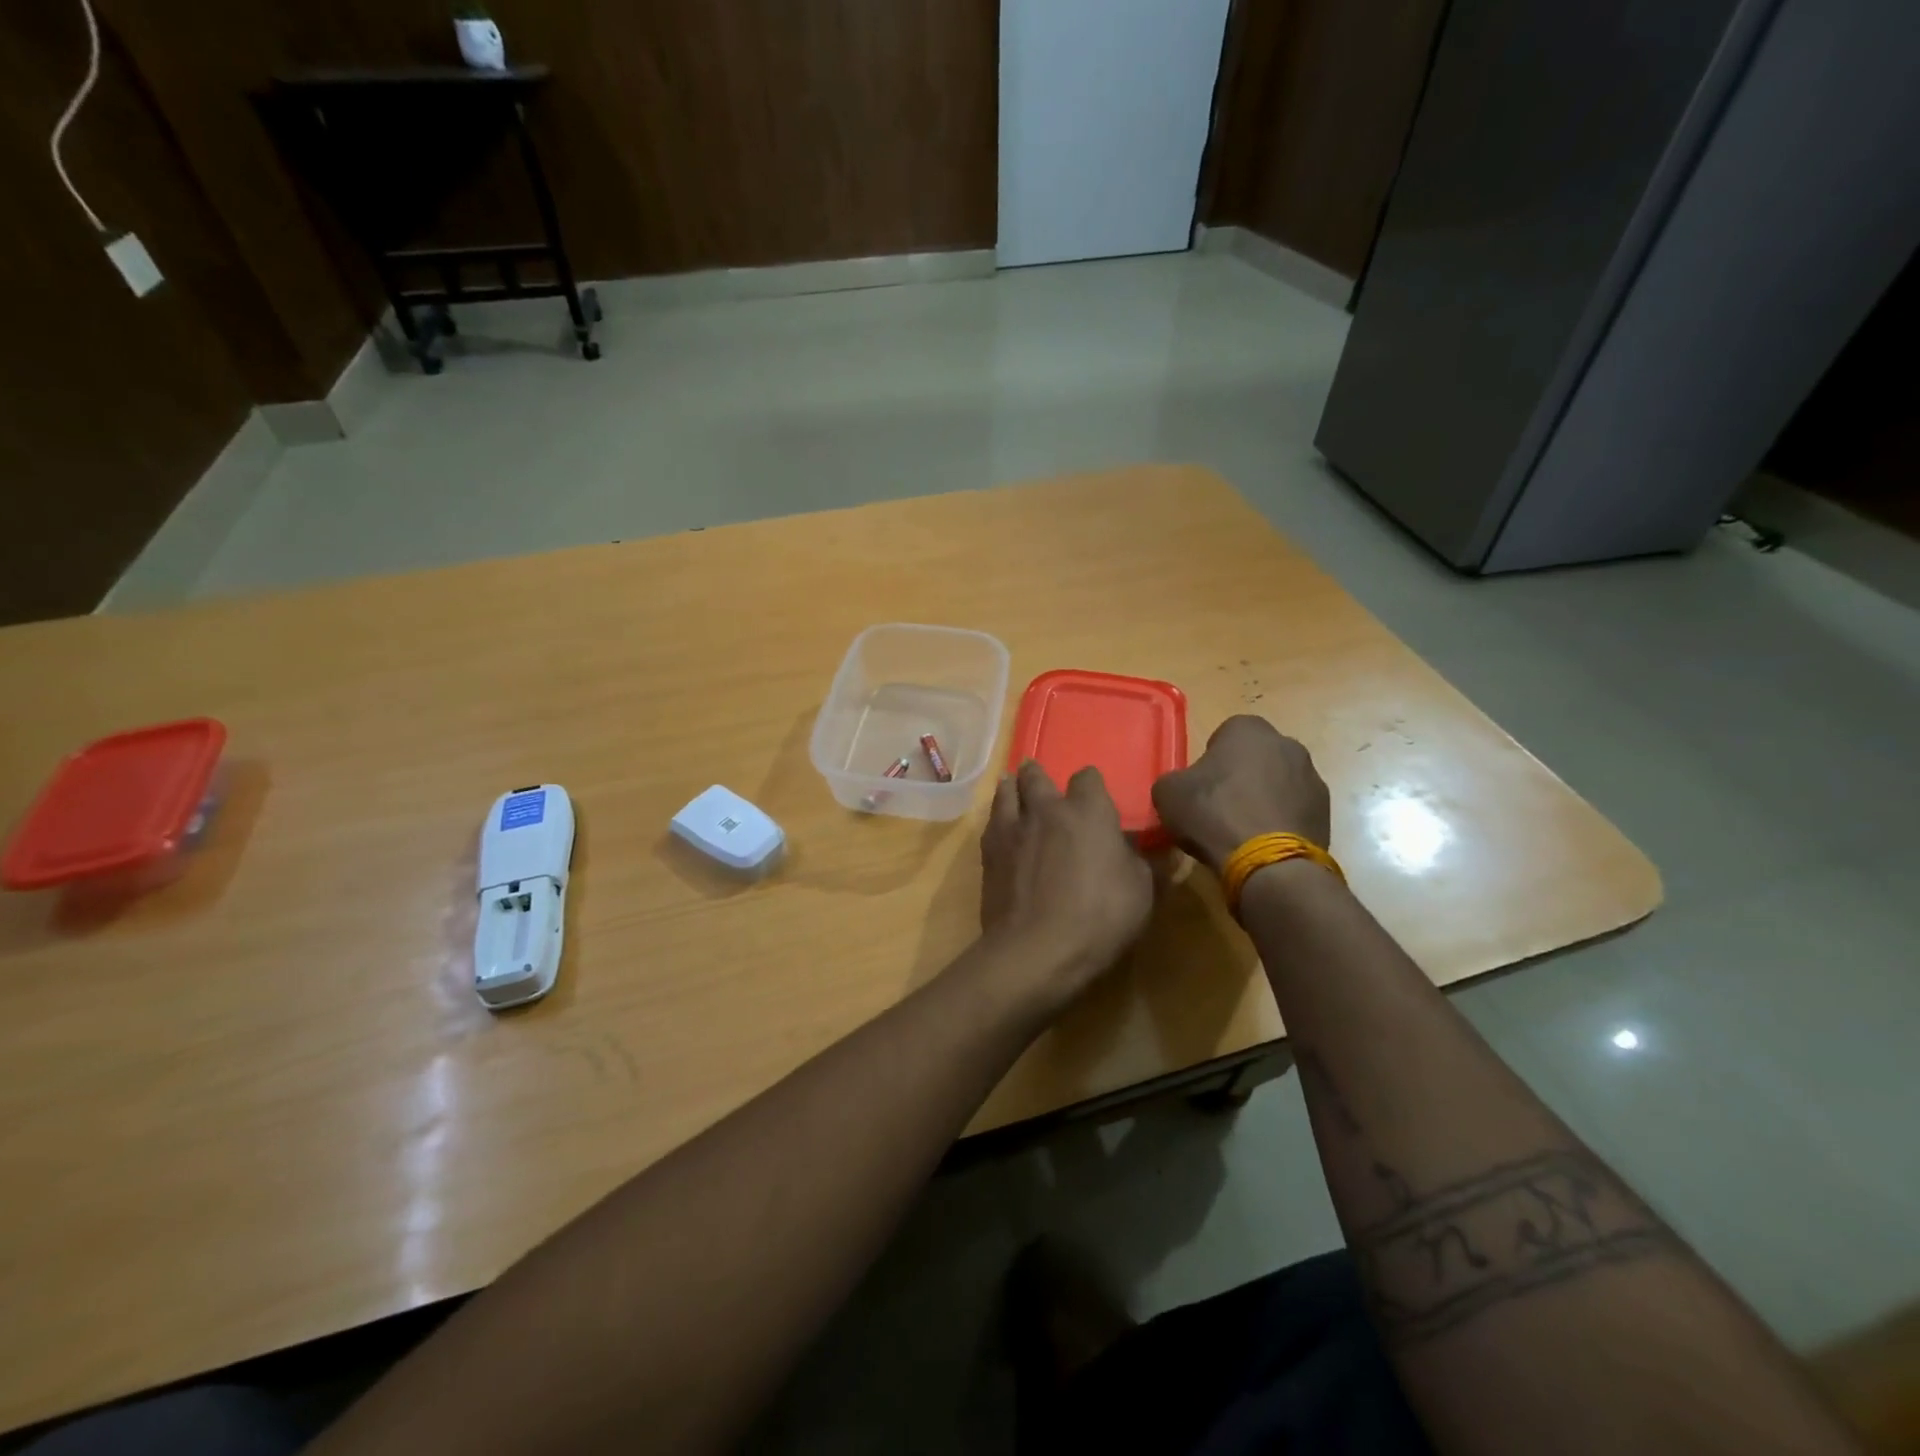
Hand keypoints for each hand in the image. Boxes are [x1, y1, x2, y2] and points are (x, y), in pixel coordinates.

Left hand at [979, 762, 1154, 1006]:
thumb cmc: (1099, 917)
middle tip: (1039, 778)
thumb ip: (1146, 864)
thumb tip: (1156, 851)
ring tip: (1011, 786)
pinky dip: (996, 818)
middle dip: (1039, 775)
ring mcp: (1013, 829)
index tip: (1094, 796)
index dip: (1091, 784)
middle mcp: (1047, 810)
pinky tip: (999, 827)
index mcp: (1088, 812)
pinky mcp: (989, 853)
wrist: (1036, 948)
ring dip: (1011, 787)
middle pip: (1037, 777)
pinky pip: (991, 822)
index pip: (1088, 778)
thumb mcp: (1142, 893)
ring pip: (1006, 792)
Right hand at [1150, 716, 1331, 872]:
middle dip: (1241, 776)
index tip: (1201, 786)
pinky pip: (1295, 809)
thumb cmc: (1214, 814)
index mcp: (1248, 729)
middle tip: (1220, 806)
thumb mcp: (1167, 793)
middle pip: (1256, 757)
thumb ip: (1175, 780)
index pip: (1225, 735)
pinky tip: (1263, 842)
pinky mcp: (1326, 811)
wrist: (1269, 862)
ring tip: (1243, 830)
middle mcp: (1286, 744)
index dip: (1210, 760)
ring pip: (1279, 782)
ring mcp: (1312, 777)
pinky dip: (1281, 820)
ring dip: (1264, 798)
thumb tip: (1183, 787)